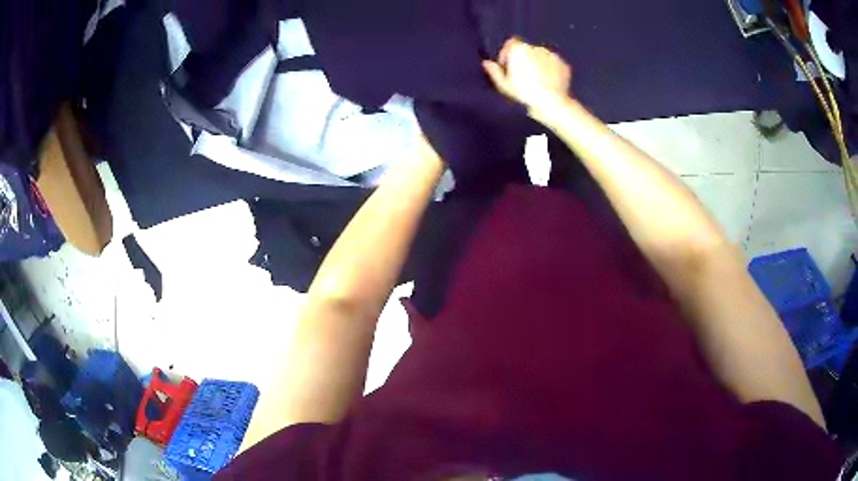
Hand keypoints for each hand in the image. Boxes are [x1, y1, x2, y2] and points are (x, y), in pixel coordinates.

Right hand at [482, 38, 571, 116]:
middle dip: (524, 59)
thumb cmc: (524, 92)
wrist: (552, 103)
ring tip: (537, 80)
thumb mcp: (504, 85)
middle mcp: (536, 47)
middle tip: (523, 76)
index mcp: (519, 49)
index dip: (507, 54)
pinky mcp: (563, 64)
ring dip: (537, 64)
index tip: (507, 68)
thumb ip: (494, 71)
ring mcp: (552, 55)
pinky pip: (553, 64)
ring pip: (541, 56)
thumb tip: (486, 63)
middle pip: (526, 50)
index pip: (510, 44)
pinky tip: (549, 82)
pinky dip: (550, 70)